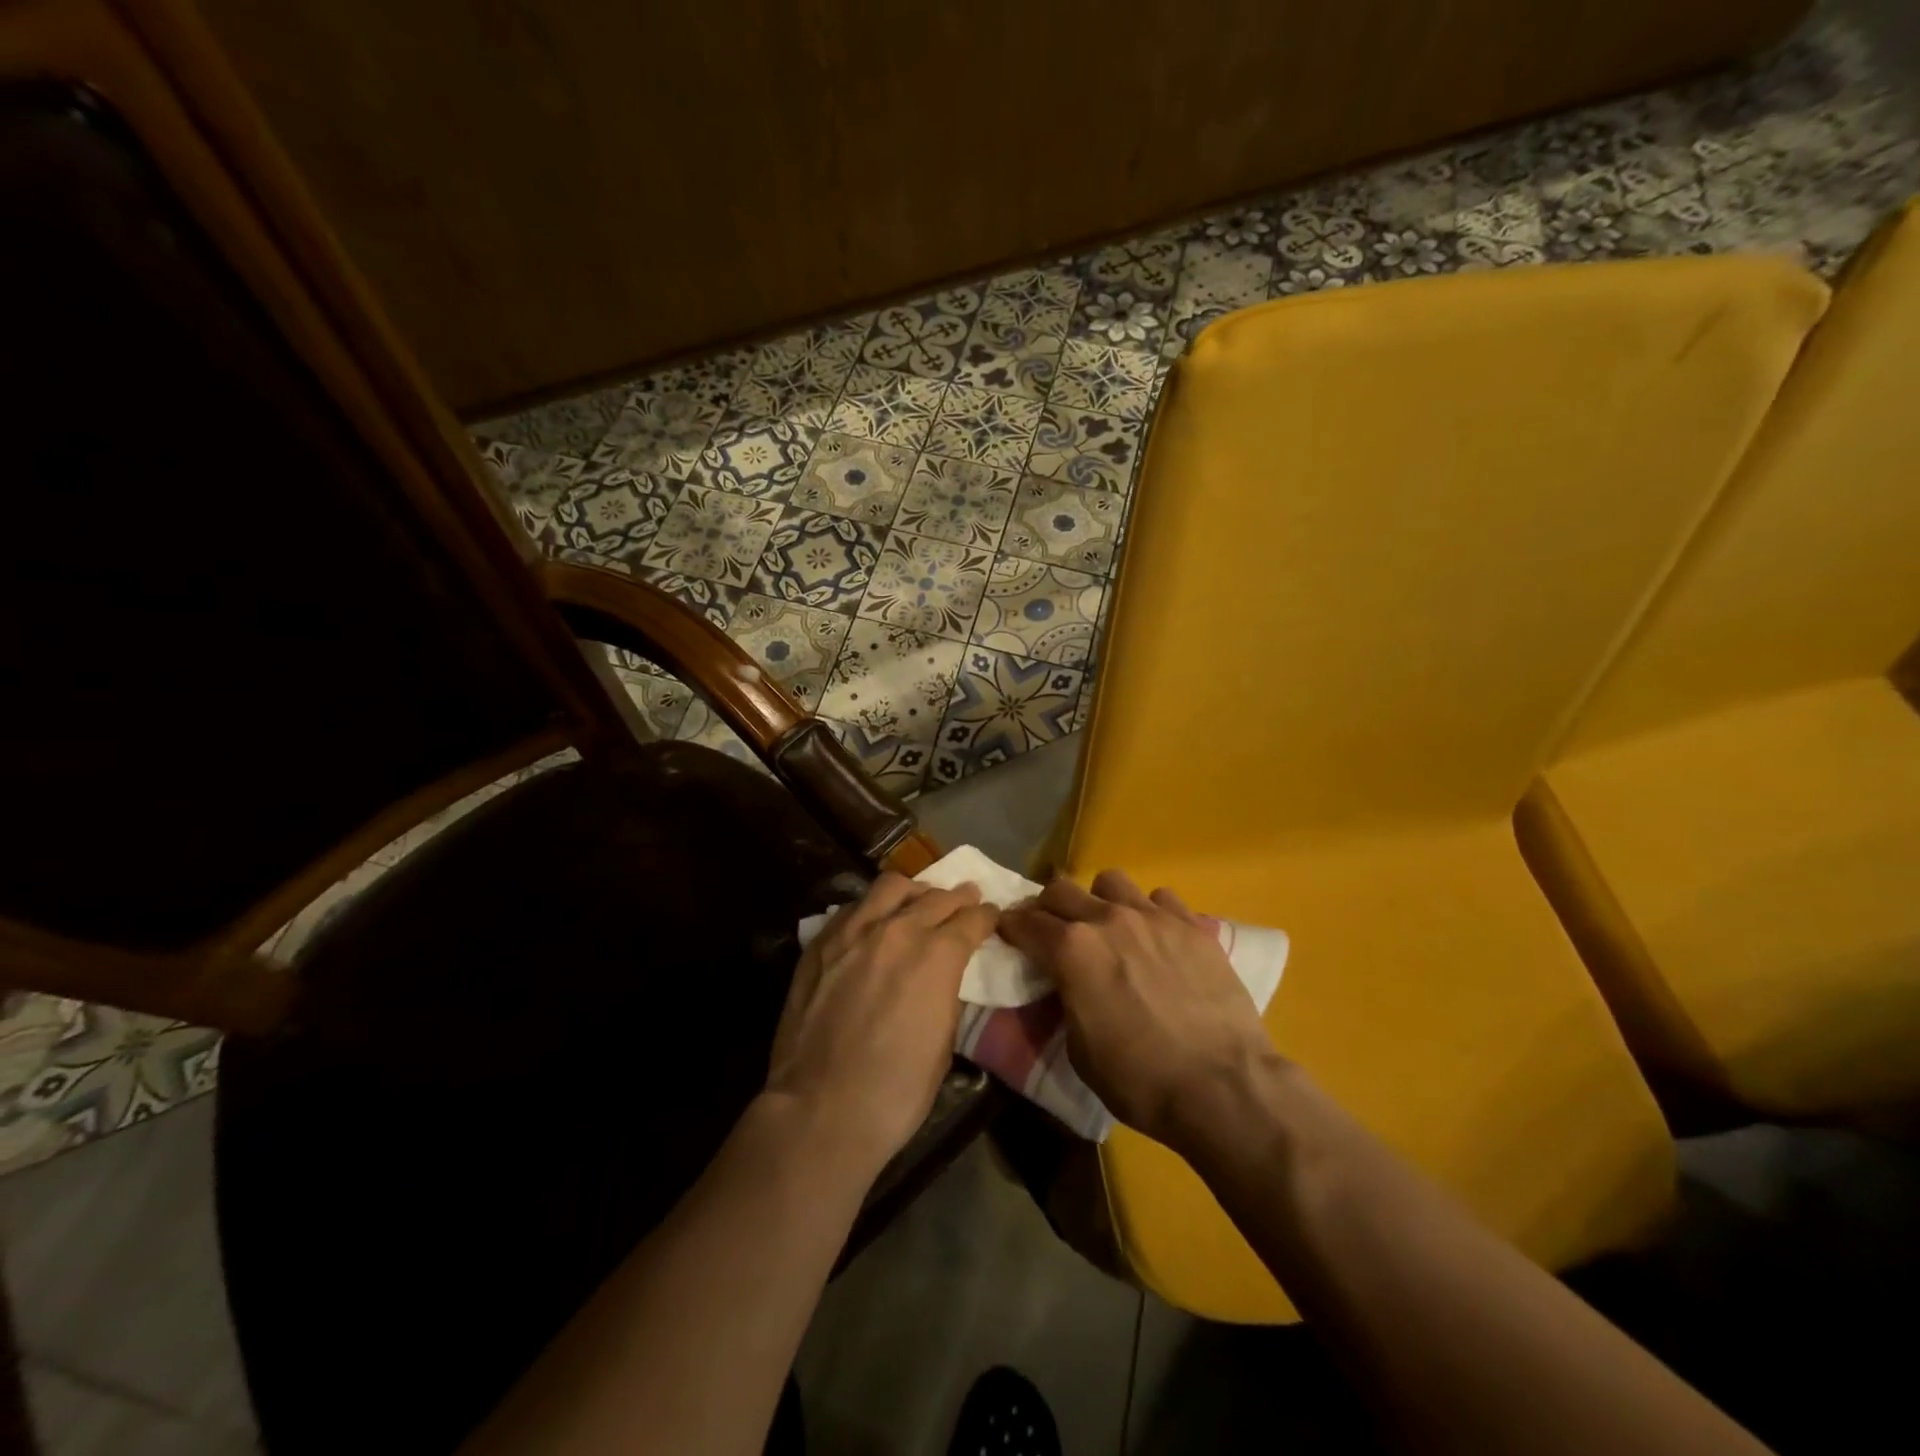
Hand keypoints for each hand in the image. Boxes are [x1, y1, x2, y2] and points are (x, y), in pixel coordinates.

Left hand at [765, 872, 996, 1177]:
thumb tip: (944, 976)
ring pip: (891, 887)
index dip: (986, 916)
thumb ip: (947, 993)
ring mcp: (853, 931)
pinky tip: (874, 924)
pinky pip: (853, 907)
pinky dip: (873, 908)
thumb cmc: (896, 1090)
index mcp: (936, 955)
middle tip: (965, 900)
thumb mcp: (944, 1042)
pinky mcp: (820, 942)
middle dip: (957, 898)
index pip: (971, 919)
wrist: (820, 1108)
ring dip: (913, 892)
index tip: (991, 916)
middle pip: (935, 897)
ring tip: (918, 902)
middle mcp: (897, 930)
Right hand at [999, 869, 1283, 1150]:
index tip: (1009, 934)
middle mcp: (1107, 919)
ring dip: (1099, 900)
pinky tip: (1156, 938)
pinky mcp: (1191, 925)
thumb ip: (1065, 1000)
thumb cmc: (1140, 1079)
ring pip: (1110, 881)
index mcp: (1071, 950)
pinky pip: (1160, 898)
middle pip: (1060, 889)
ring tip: (1109, 927)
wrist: (1222, 1085)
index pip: (1025, 922)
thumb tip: (1067, 984)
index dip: (1011, 927)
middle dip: (1047, 907)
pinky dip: (1149, 912)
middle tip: (1052, 931)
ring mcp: (1153, 916)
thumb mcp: (1079, 1050)